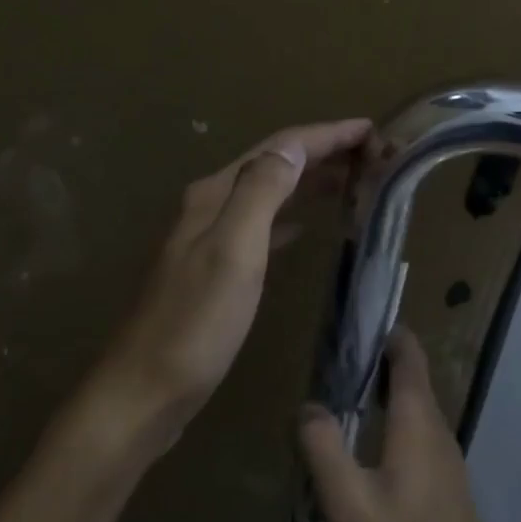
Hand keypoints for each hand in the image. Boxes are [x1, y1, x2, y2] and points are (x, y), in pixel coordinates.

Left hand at [89, 118, 373, 456]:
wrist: (146, 391)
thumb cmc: (195, 324)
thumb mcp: (233, 251)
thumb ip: (260, 193)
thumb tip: (293, 147)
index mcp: (217, 195)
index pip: (280, 148)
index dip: (327, 135)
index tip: (373, 130)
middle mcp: (213, 207)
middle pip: (275, 165)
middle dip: (323, 153)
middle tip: (374, 154)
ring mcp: (213, 239)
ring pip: (271, 195)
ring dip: (311, 182)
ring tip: (354, 181)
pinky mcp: (218, 270)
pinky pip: (265, 228)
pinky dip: (292, 218)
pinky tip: (308, 227)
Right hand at [298, 330, 512, 521]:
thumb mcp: (345, 503)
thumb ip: (321, 445)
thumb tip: (309, 406)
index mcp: (418, 424)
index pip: (408, 355)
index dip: (385, 332)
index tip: (352, 321)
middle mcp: (439, 436)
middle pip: (411, 382)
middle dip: (376, 365)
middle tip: (332, 363)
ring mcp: (449, 469)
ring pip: (414, 416)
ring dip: (382, 401)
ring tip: (340, 406)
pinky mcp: (448, 498)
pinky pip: (417, 445)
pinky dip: (391, 432)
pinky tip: (365, 461)